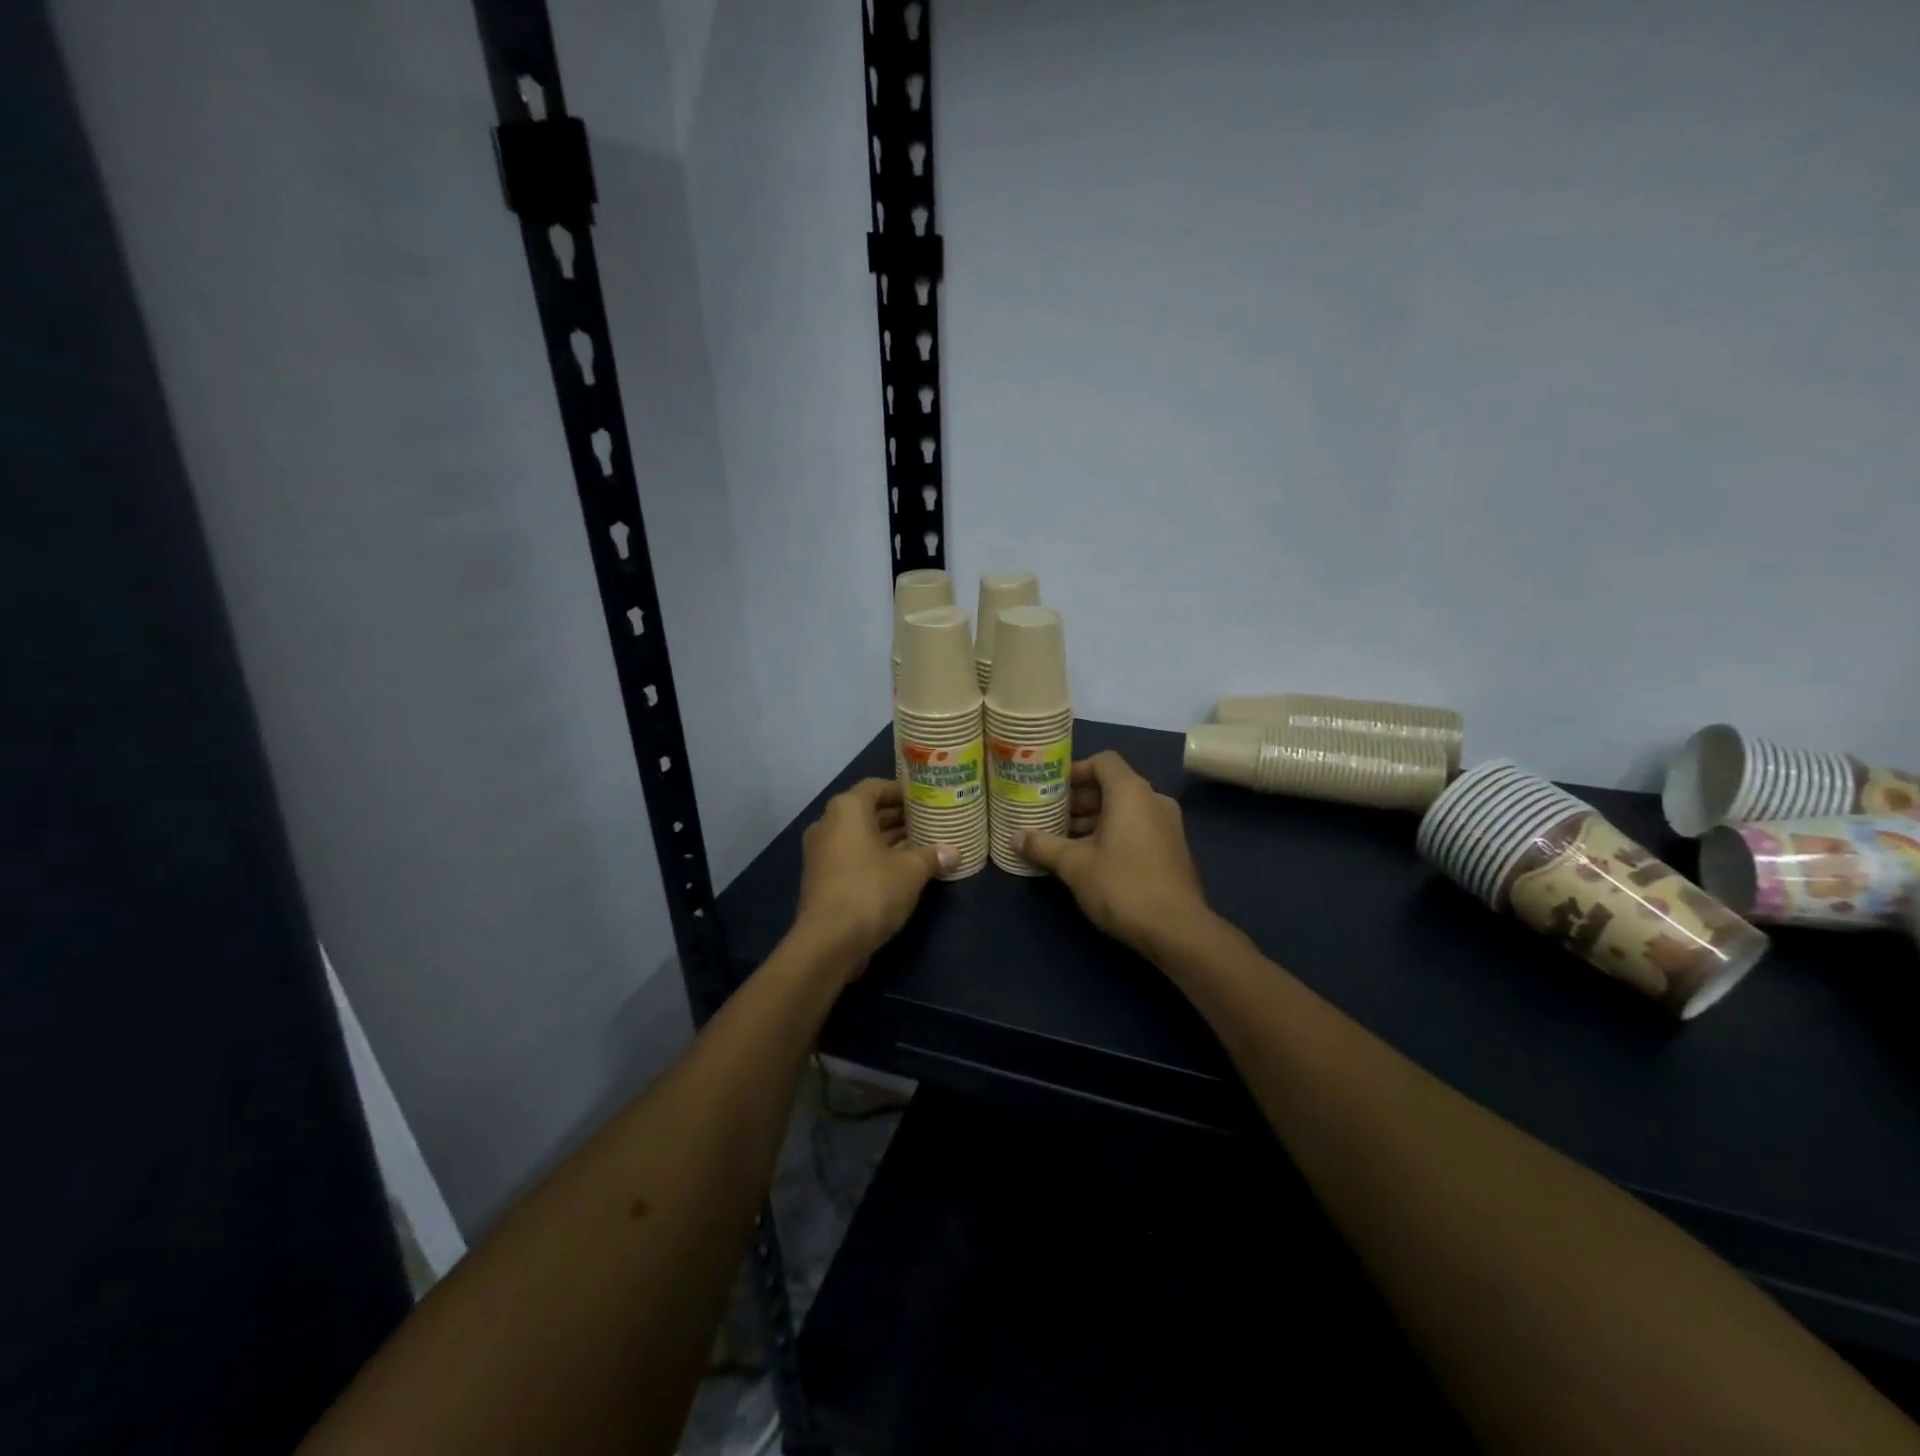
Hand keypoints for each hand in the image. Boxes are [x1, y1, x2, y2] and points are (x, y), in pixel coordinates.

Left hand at [795, 779, 954, 976]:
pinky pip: (853, 856)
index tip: (926, 799)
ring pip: (860, 836)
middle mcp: (828, 824)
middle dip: (898, 817)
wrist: (828, 942)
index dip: (902, 791)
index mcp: (846, 810)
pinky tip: (903, 869)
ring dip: (889, 839)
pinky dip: (875, 858)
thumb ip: (932, 856)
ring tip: (923, 844)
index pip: (876, 786)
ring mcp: (822, 853)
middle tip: (930, 821)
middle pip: (867, 811)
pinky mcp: (822, 878)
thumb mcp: (910, 871)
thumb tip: (954, 852)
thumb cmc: (870, 891)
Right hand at [1015, 751, 1212, 955]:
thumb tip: (1014, 837)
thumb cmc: (1122, 885)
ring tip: (1064, 840)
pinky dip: (1113, 832)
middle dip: (1079, 799)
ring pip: (1125, 808)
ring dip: (1094, 819)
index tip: (1051, 790)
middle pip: (1112, 785)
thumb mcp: (1074, 865)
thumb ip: (1043, 845)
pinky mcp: (1172, 848)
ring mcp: (1168, 824)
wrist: (1177, 929)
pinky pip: (1138, 826)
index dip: (1075, 770)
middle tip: (1051, 817)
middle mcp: (1153, 799)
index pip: (1103, 761)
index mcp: (1131, 792)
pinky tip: (1091, 858)